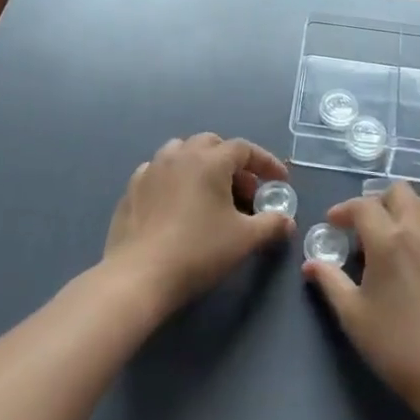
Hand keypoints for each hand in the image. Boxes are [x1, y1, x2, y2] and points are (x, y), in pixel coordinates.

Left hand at [105, 133, 295, 311]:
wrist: (140, 275)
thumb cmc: (198, 251)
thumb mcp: (244, 239)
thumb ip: (271, 224)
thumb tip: (287, 220)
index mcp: (209, 160)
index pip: (244, 149)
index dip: (265, 163)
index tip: (280, 181)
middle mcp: (179, 155)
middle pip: (212, 144)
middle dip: (233, 162)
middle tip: (245, 191)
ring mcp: (151, 169)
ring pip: (182, 152)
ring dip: (201, 164)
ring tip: (210, 192)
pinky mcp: (132, 188)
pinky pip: (159, 171)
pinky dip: (175, 178)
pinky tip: (178, 202)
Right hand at [304, 181, 419, 419]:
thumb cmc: (399, 346)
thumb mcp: (354, 317)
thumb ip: (330, 283)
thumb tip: (311, 263)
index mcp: (389, 239)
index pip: (363, 205)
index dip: (344, 210)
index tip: (332, 224)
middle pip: (400, 192)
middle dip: (378, 201)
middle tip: (364, 226)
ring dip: (405, 211)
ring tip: (392, 238)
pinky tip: (417, 264)